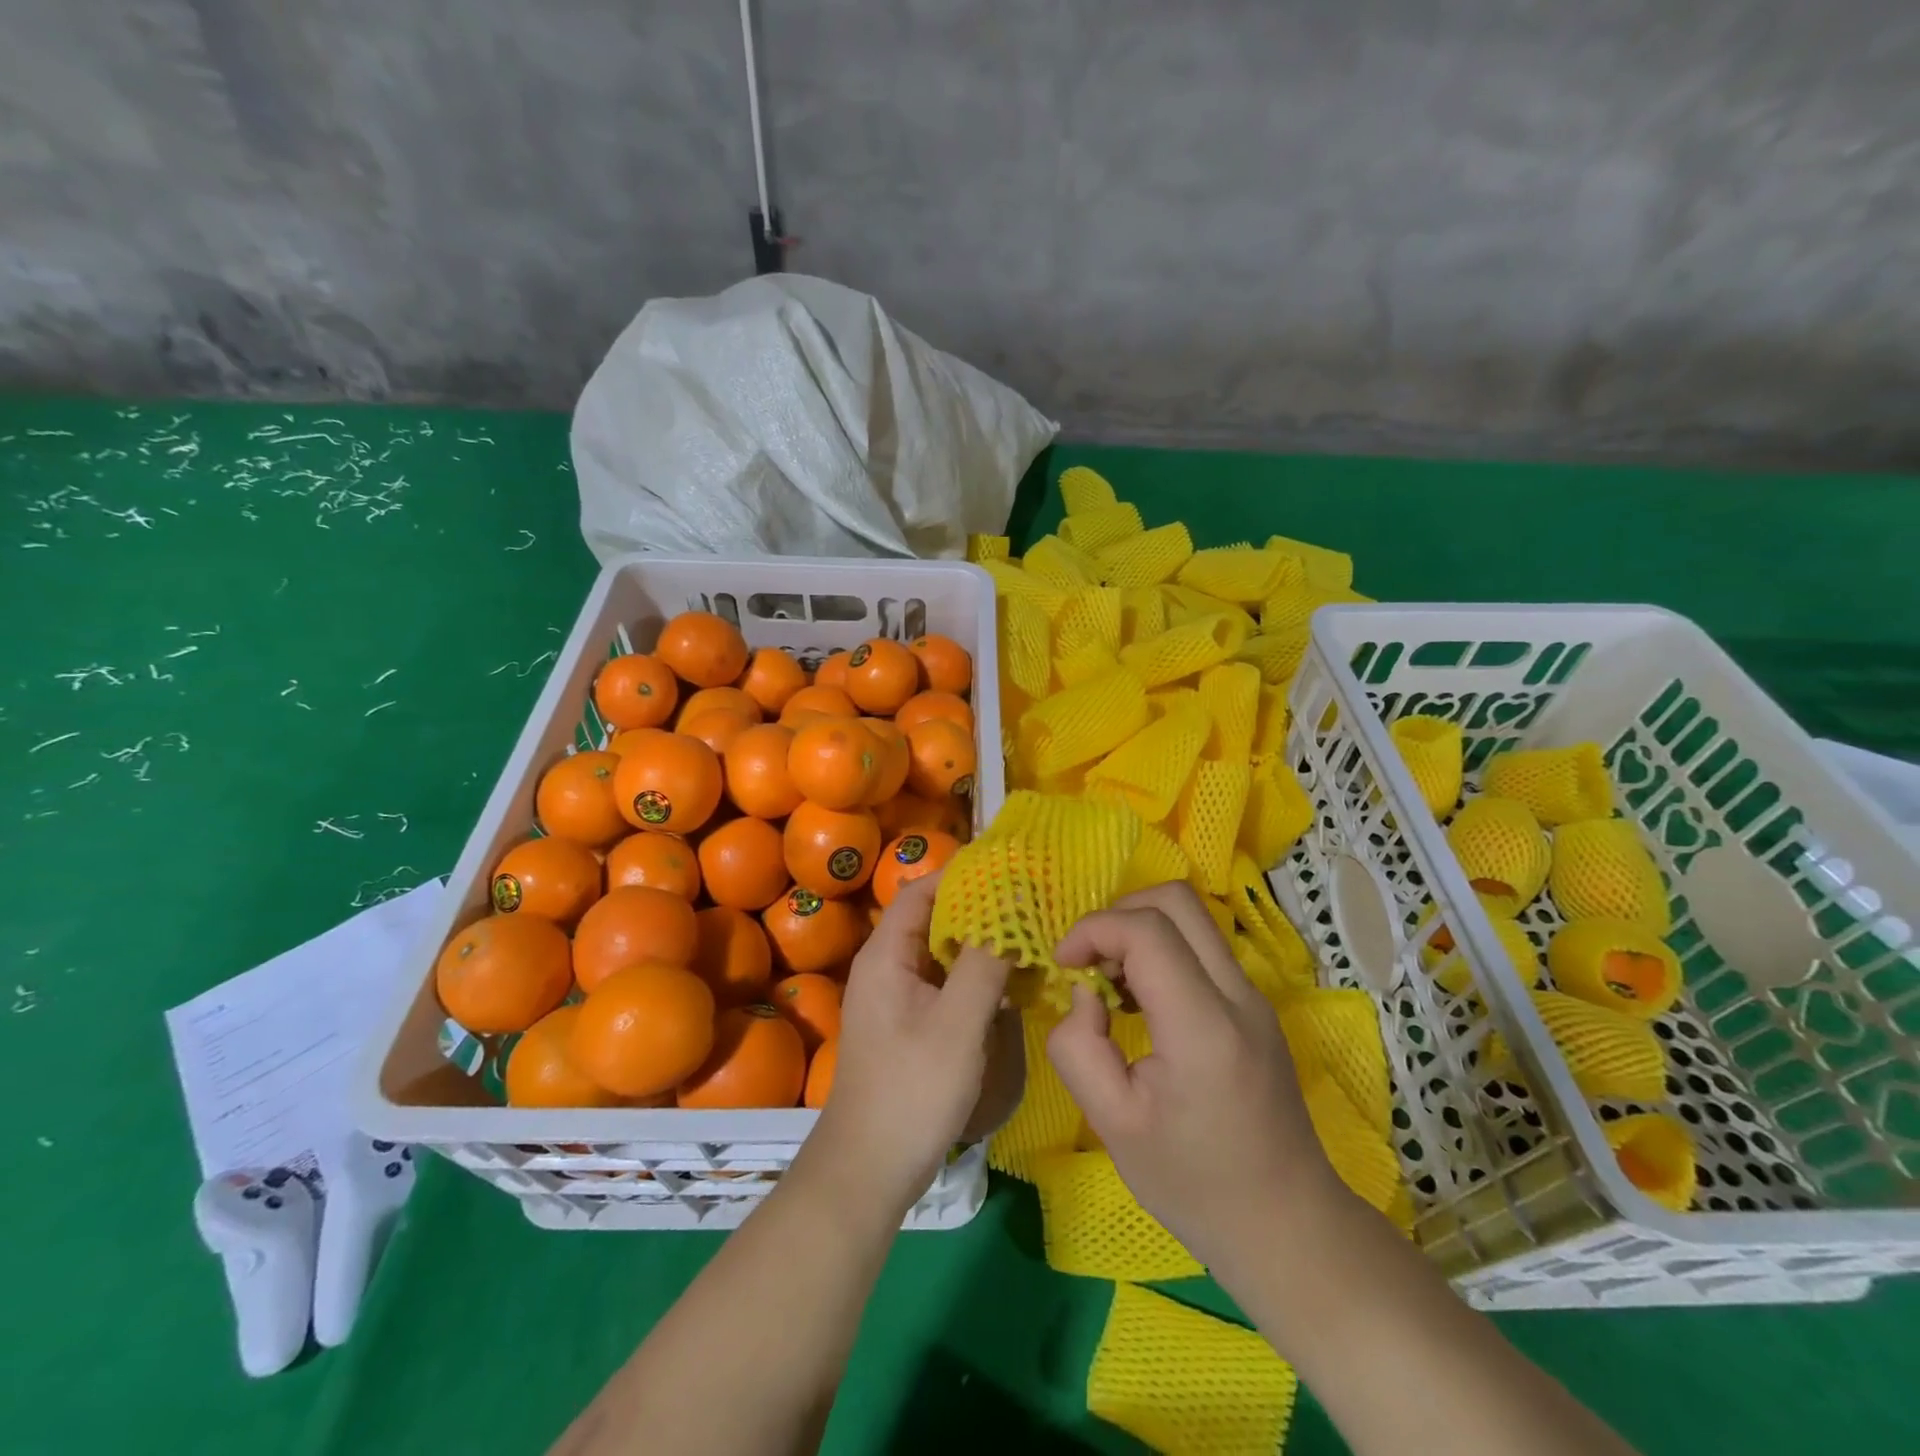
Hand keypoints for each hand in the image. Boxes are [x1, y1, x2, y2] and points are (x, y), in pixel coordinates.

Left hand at [806, 873, 1012, 1218]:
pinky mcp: (909, 1023)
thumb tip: (1011, 907)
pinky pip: (944, 982)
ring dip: (980, 943)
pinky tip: (1009, 983)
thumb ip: (985, 963)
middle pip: (932, 918)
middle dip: (979, 908)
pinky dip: (974, 974)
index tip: (1010, 869)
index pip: (922, 890)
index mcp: (886, 955)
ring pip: (941, 952)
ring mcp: (896, 996)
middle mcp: (886, 966)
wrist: (868, 1170)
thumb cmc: (911, 1091)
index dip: (962, 874)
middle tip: (1029, 902)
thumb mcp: (957, 1024)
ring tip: (1028, 935)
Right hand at [1046, 883, 1344, 1273]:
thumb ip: (1078, 1047)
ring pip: (1193, 916)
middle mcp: (1237, 995)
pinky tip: (1142, 1000)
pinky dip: (1162, 949)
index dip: (1093, 929)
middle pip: (1177, 899)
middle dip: (1118, 913)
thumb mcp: (1112, 1125)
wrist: (1287, 1225)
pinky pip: (1202, 946)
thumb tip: (1084, 993)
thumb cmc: (1194, 1184)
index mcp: (1203, 1027)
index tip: (1063, 964)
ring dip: (1140, 928)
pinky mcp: (1255, 1005)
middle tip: (1088, 961)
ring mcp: (1254, 996)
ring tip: (1111, 982)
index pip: (1147, 930)